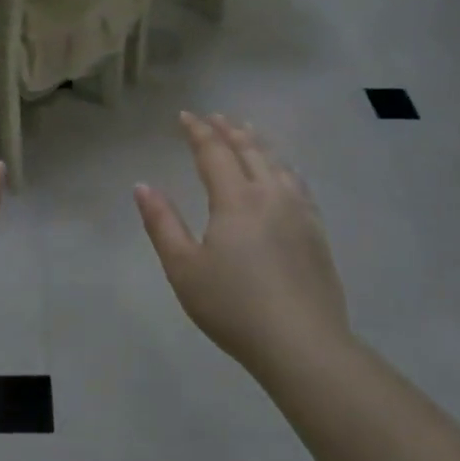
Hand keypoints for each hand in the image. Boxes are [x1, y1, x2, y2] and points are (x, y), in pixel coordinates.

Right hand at [134, 112, 350, 369]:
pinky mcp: (316, 232)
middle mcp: (270, 195)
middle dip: (229, 130)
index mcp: (236, 200)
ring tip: (248, 133)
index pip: (214, 152)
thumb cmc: (233, 306)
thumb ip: (162, 223)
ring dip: (258, 143)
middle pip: (250, 150)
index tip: (185, 116)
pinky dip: (282, 166)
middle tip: (215, 117)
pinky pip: (297, 183)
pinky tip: (282, 174)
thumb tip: (143, 186)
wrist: (302, 344)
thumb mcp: (183, 268)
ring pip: (277, 163)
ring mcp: (299, 213)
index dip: (198, 132)